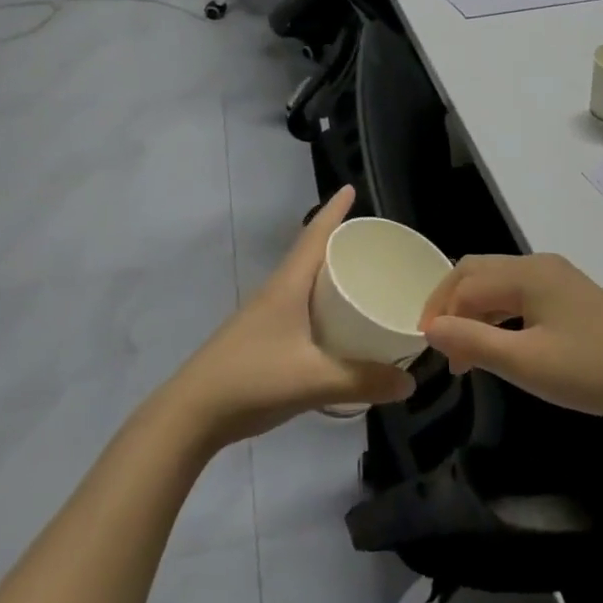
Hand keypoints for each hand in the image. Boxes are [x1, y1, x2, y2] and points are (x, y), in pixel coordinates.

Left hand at [167, 187, 415, 447]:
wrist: (191, 414)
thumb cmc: (252, 380)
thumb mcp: (314, 381)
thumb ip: (363, 381)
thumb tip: (411, 382)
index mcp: (288, 286)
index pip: (314, 235)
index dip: (334, 211)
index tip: (350, 188)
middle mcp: (276, 292)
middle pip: (310, 254)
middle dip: (339, 241)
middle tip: (374, 241)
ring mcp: (264, 315)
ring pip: (303, 281)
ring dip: (329, 271)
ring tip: (362, 276)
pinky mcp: (261, 337)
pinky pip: (299, 305)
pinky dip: (321, 301)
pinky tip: (335, 322)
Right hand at [418, 253, 602, 423]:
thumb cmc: (589, 370)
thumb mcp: (525, 362)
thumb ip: (473, 341)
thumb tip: (430, 328)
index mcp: (526, 273)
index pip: (465, 282)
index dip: (439, 312)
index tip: (427, 350)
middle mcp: (538, 265)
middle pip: (478, 274)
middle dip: (451, 306)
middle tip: (440, 347)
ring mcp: (557, 278)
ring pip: (499, 285)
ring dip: (474, 313)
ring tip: (464, 356)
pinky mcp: (569, 296)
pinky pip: (519, 296)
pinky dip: (498, 316)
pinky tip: (497, 345)